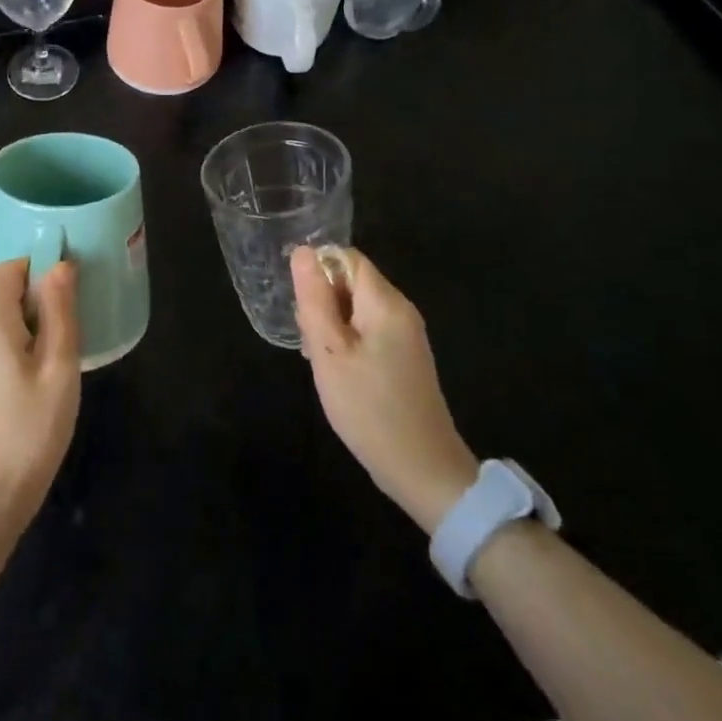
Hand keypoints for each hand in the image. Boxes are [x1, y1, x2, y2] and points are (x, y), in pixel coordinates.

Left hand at [0, 258, 81, 534]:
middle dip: (40, 298)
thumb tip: (60, 266)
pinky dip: (21, 343)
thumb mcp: (58, 367)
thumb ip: (59, 312)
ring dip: (33, 323)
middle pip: (4, 293)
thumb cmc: (30, 429)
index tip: (70, 290)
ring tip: (63, 353)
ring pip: (2, 319)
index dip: (39, 268)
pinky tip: (42, 375)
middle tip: (74, 326)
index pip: (8, 269)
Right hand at [292, 246, 478, 533]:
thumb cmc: (369, 406)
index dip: (317, 270)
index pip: (346, 258)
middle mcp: (401, 310)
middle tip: (307, 338)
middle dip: (322, 300)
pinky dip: (347, 342)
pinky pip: (368, 331)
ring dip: (331, 324)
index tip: (299, 303)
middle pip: (352, 282)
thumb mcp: (329, 351)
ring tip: (317, 359)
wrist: (422, 469)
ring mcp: (406, 335)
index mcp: (385, 301)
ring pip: (357, 309)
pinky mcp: (405, 358)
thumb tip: (303, 251)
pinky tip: (336, 371)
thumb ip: (314, 298)